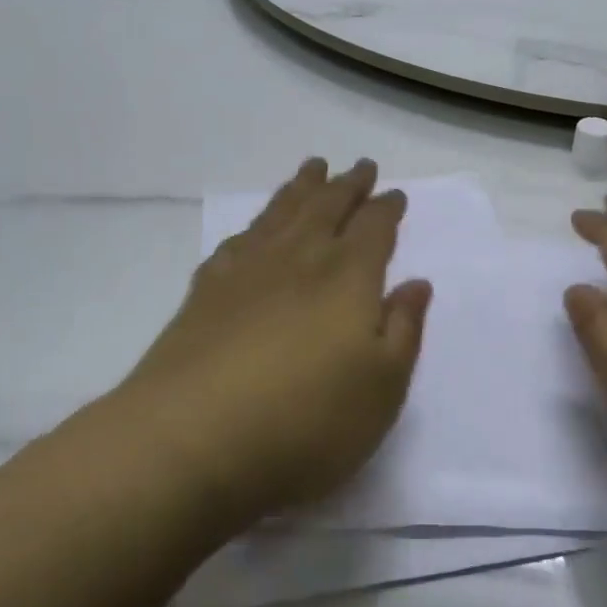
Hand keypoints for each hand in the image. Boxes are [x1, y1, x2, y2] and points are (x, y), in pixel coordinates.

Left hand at [118, 159, 430, 532]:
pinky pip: (239, 240)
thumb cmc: (305, 420)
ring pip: (283, 211)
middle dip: (349, 184)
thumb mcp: (381, 388)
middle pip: (329, 205)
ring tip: (314, 168)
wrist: (189, 440)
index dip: (387, 207)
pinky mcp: (207, 290)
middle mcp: (300, 257)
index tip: (395, 194)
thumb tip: (416, 283)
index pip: (374, 226)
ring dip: (303, 187)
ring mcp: (248, 268)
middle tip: (361, 166)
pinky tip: (256, 228)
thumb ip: (404, 330)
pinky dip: (256, 224)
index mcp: (348, 275)